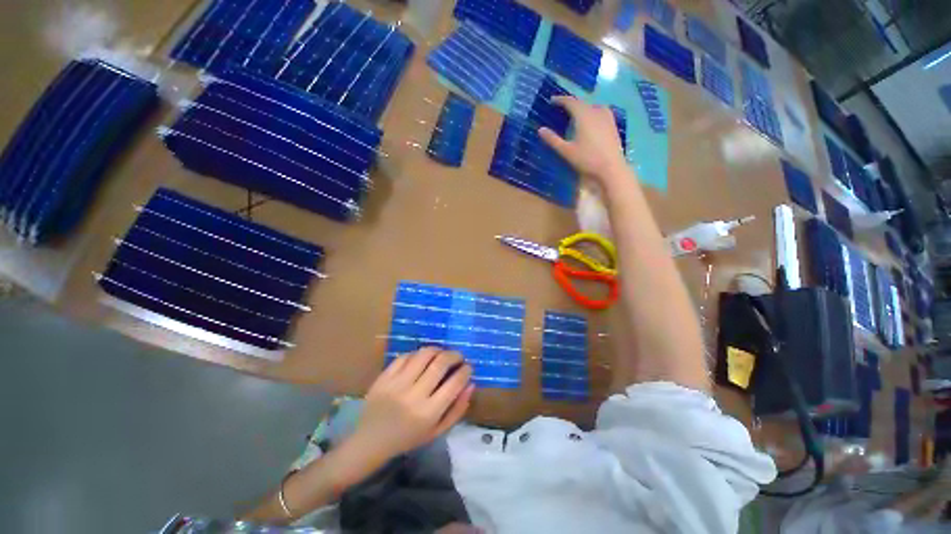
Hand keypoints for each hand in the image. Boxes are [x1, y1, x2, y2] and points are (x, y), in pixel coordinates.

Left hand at [350, 347, 473, 460]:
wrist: (370, 441)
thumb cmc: (408, 438)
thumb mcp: (437, 431)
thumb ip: (457, 409)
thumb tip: (471, 384)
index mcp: (429, 413)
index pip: (454, 383)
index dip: (465, 370)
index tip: (468, 367)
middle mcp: (414, 395)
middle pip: (440, 363)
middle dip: (454, 355)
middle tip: (458, 357)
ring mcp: (397, 383)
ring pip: (424, 354)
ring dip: (438, 349)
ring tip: (441, 354)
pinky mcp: (384, 377)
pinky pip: (406, 356)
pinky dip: (417, 354)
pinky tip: (421, 359)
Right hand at [539, 96, 628, 183]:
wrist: (611, 168)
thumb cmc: (587, 159)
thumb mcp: (566, 151)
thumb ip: (553, 140)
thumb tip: (540, 129)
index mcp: (583, 115)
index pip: (570, 101)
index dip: (560, 100)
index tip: (551, 101)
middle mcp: (596, 111)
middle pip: (581, 103)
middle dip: (570, 104)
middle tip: (561, 109)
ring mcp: (607, 117)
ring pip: (592, 106)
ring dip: (582, 108)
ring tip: (575, 115)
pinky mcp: (613, 124)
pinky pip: (600, 112)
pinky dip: (592, 112)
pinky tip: (591, 121)